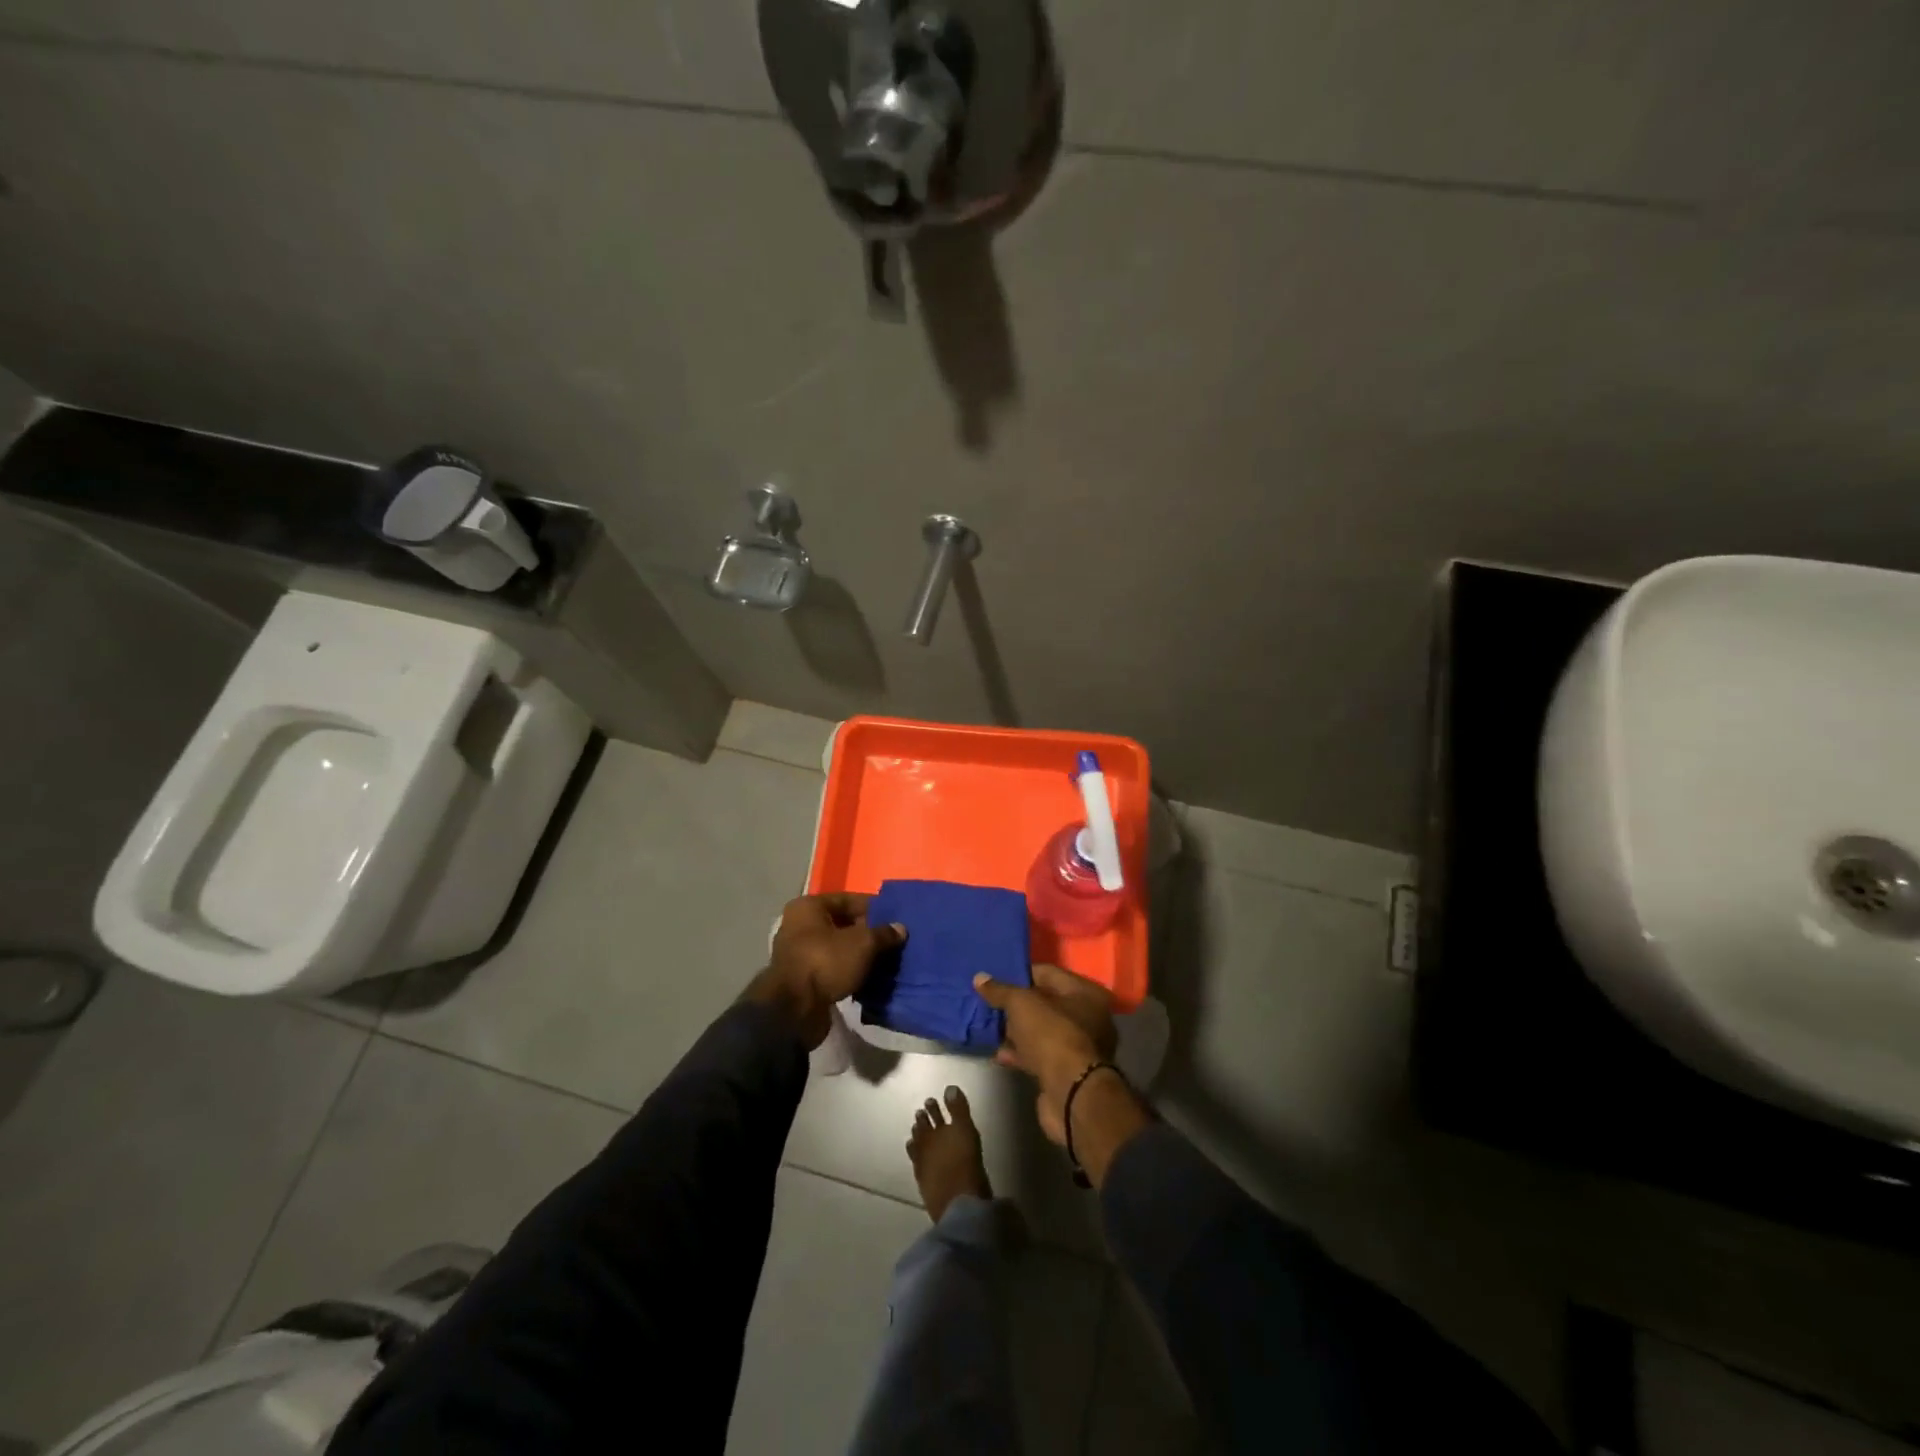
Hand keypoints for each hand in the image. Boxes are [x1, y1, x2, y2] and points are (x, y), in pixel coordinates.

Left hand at [753, 894, 905, 1046]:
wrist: (794, 1010)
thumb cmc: (826, 962)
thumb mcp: (863, 943)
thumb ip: (884, 933)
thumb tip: (900, 928)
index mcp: (808, 907)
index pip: (848, 899)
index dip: (874, 908)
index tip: (896, 918)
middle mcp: (799, 925)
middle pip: (842, 924)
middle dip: (868, 933)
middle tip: (893, 941)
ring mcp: (799, 953)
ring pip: (838, 948)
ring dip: (859, 955)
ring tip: (885, 961)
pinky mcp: (802, 979)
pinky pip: (832, 968)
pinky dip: (849, 971)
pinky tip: (870, 978)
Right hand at [973, 965, 1118, 1145]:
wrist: (1071, 1096)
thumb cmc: (1052, 1036)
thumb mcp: (1021, 1004)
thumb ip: (1000, 990)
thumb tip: (979, 978)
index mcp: (1086, 993)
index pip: (1049, 973)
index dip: (1020, 974)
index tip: (996, 978)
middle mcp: (1090, 1017)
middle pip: (1046, 1003)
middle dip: (1017, 1005)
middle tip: (990, 1003)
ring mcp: (1080, 1048)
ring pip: (1042, 1031)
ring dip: (1017, 1031)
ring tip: (990, 1028)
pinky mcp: (1068, 1073)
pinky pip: (1041, 1055)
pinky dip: (1021, 1053)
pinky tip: (1000, 1054)